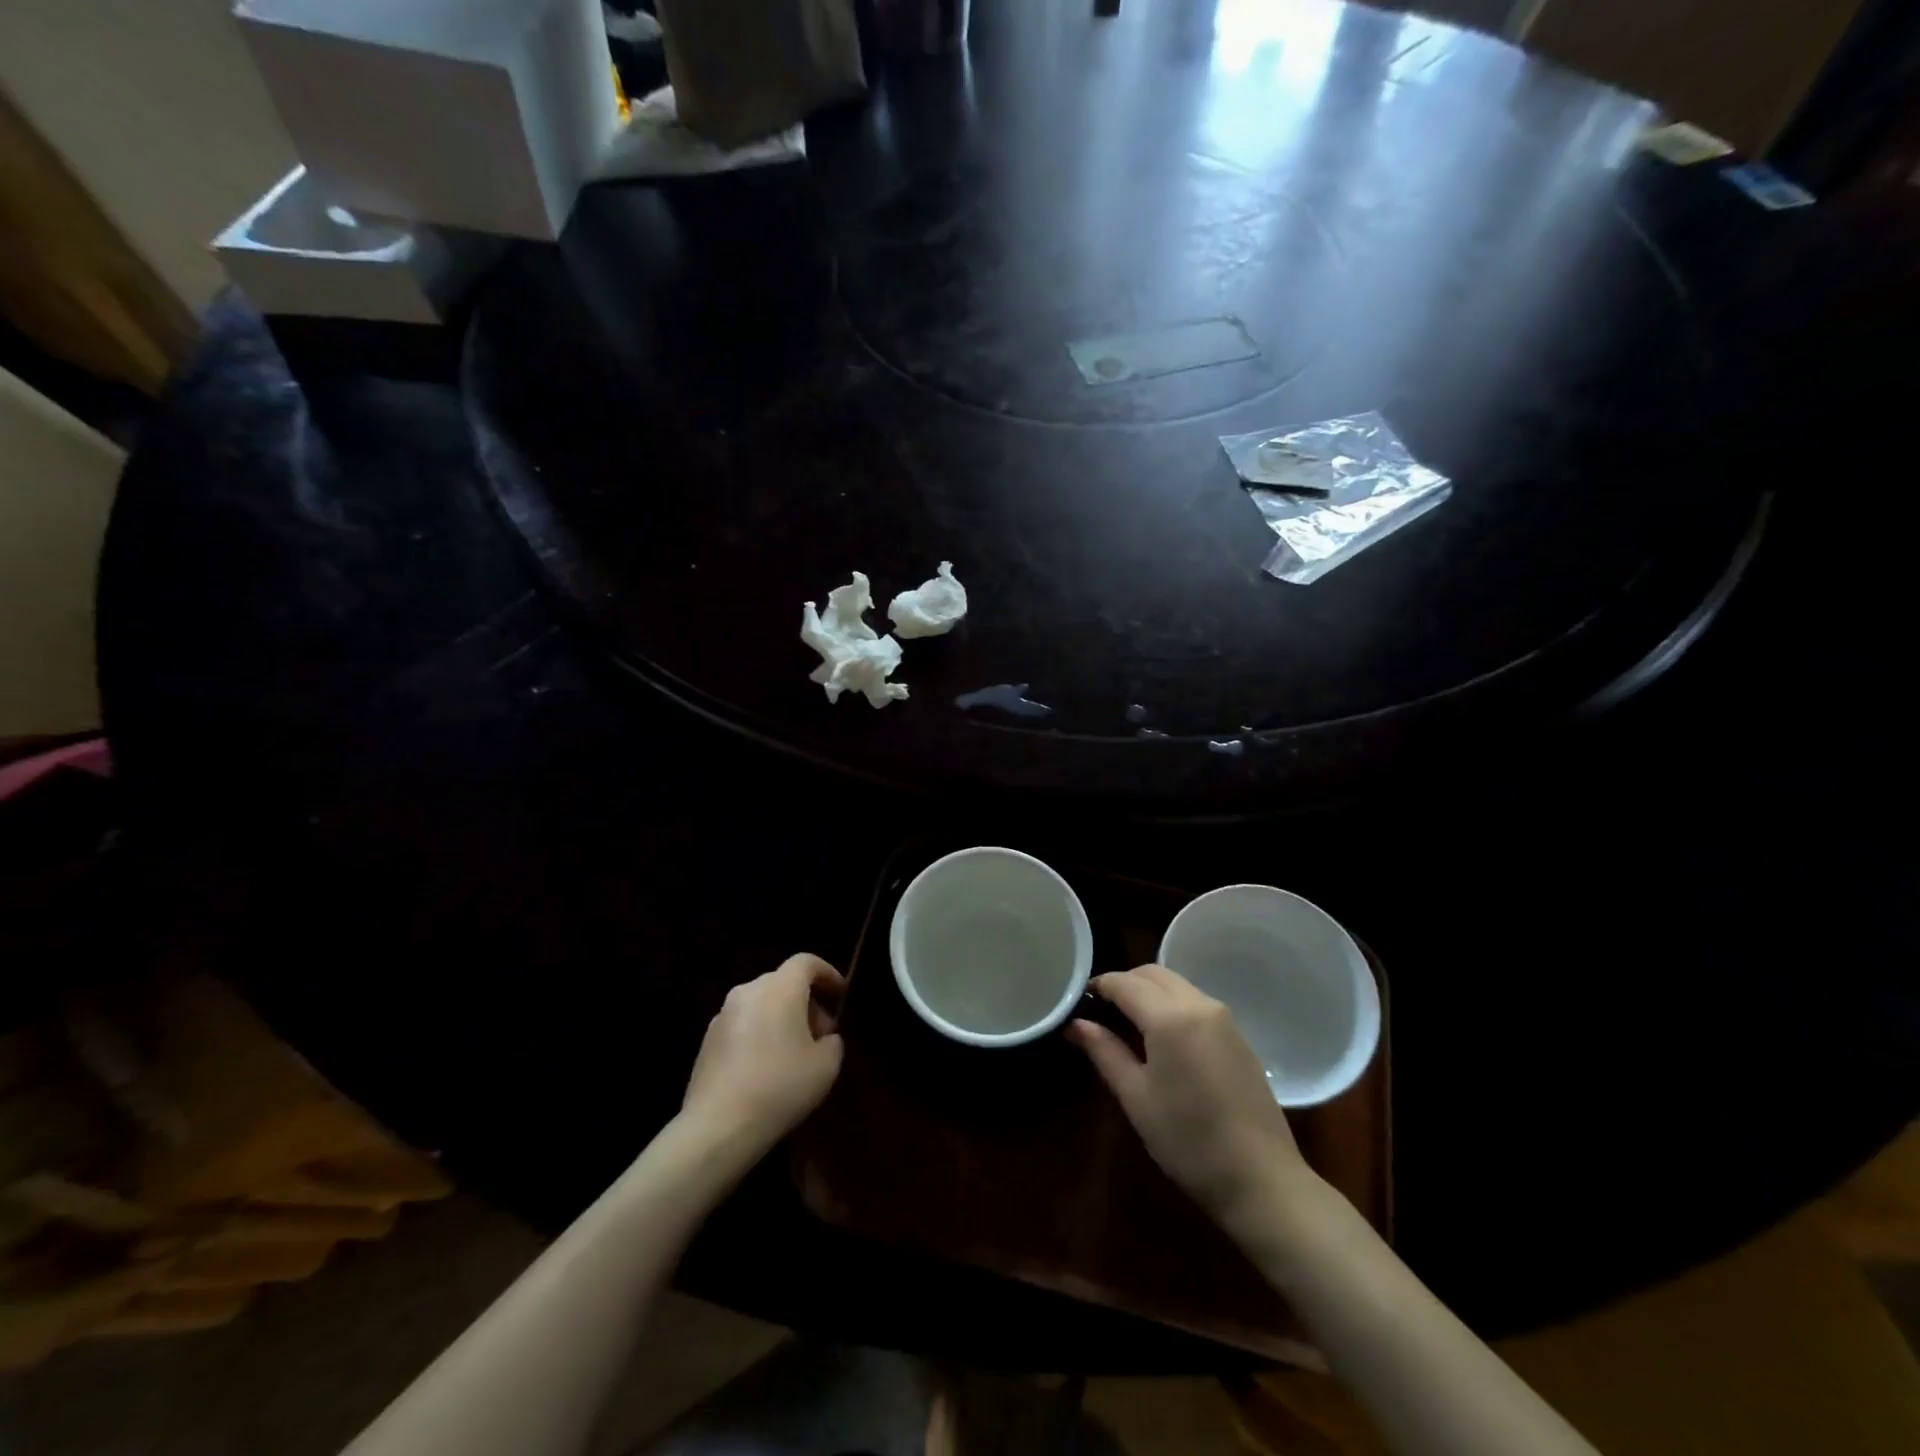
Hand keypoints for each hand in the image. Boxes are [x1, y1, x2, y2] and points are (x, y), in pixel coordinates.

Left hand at [682, 954, 845, 1157]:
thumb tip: (823, 1038)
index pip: (806, 962)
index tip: (840, 995)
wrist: (718, 1127)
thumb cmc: (780, 1088)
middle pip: (783, 983)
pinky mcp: (707, 1041)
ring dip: (781, 1018)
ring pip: (761, 1004)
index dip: (827, 974)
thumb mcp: (826, 1066)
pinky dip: (759, 1034)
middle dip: (806, 1002)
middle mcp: (748, 992)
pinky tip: (766, 1069)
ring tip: (794, 1054)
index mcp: (779, 989)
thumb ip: (832, 1042)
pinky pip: (743, 1025)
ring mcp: (723, 1016)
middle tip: (821, 1034)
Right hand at [1068, 965, 1313, 1233]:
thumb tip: (1076, 1023)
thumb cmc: (1188, 1141)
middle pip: (1153, 974)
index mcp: (1170, 1017)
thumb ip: (1105, 1052)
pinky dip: (1172, 1005)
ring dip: (1150, 992)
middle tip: (1103, 1010)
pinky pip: (1196, 1002)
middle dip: (1125, 983)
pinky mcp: (1239, 1036)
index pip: (1124, 983)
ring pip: (1177, 984)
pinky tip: (1163, 1038)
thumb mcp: (1136, 1097)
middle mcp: (1199, 1004)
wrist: (1262, 1179)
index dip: (1099, 986)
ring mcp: (1224, 1018)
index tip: (1081, 1000)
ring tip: (1129, 1024)